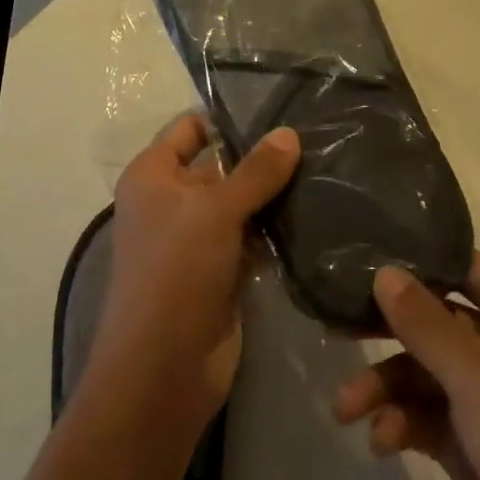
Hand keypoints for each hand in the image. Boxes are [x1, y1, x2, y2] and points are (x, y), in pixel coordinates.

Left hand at [87, 115, 300, 434]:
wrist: (163, 370)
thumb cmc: (176, 272)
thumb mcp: (215, 211)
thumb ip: (256, 171)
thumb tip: (289, 133)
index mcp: (153, 175)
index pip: (191, 128)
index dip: (228, 119)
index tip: (280, 109)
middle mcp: (171, 201)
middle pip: (220, 165)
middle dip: (262, 157)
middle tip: (316, 139)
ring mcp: (196, 238)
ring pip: (240, 203)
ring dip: (274, 195)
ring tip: (326, 169)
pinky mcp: (220, 270)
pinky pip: (251, 237)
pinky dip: (275, 229)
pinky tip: (315, 213)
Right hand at [333, 255, 479, 479]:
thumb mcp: (477, 377)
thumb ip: (425, 323)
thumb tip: (384, 271)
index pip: (463, 268)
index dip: (417, 262)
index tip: (363, 262)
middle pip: (435, 322)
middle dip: (388, 332)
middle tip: (336, 331)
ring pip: (424, 374)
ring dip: (386, 389)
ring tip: (347, 410)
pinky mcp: (473, 445)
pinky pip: (426, 418)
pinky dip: (402, 425)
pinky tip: (382, 443)